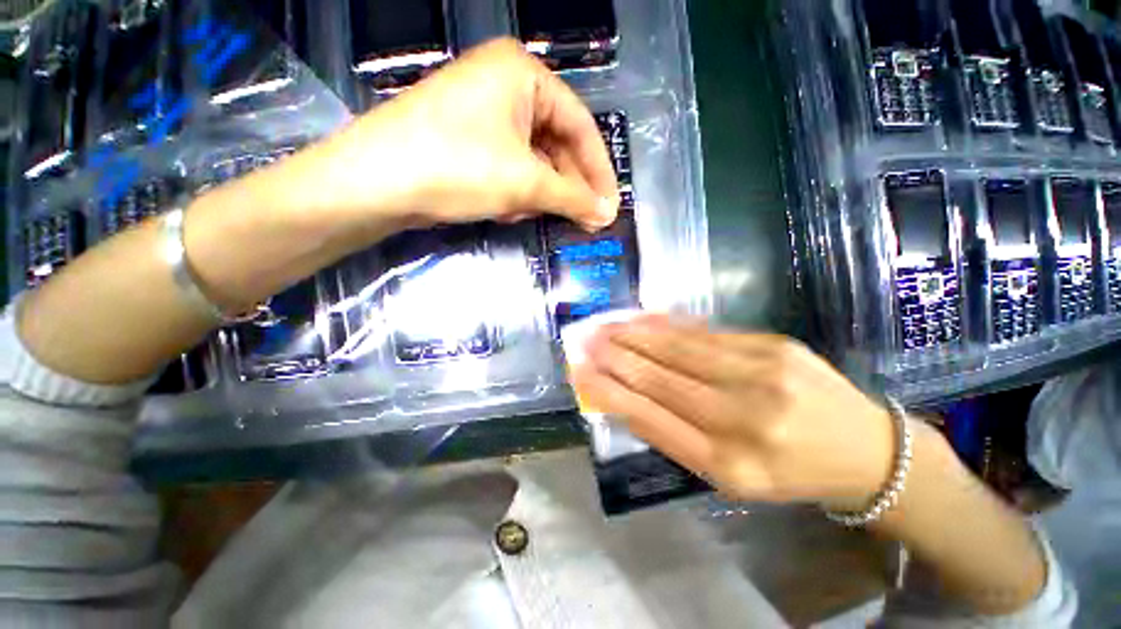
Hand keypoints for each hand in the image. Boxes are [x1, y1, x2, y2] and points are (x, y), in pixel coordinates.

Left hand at [285, 37, 619, 244]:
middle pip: (556, 145)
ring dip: (534, 193)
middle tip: (582, 221)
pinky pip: (510, 167)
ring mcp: (484, 113)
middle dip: (564, 188)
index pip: (581, 126)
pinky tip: (503, 208)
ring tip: (521, 211)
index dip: (599, 171)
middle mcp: (505, 86)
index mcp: (523, 75)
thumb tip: (606, 215)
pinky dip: (513, 192)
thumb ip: (572, 199)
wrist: (376, 183)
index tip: (610, 206)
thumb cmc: (458, 167)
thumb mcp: (525, 184)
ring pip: (533, 162)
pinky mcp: (469, 140)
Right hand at [568, 315, 896, 510]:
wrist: (866, 451)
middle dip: (615, 356)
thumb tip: (626, 397)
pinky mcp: (774, 345)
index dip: (610, 393)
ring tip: (606, 325)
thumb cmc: (788, 471)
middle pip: (660, 378)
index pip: (651, 419)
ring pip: (678, 349)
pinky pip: (706, 333)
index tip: (581, 374)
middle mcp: (744, 419)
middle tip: (585, 339)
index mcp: (730, 464)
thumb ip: (676, 435)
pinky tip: (644, 318)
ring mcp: (763, 375)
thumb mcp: (729, 474)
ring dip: (635, 335)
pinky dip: (668, 325)